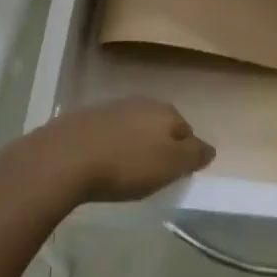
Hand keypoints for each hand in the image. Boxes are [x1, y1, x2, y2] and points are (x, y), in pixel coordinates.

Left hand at [34, 97, 215, 202]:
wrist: (66, 156)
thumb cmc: (126, 164)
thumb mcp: (170, 166)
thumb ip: (193, 156)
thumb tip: (210, 148)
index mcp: (166, 112)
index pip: (187, 131)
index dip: (185, 153)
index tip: (177, 174)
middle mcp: (142, 102)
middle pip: (160, 125)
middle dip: (160, 144)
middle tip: (153, 172)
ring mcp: (113, 106)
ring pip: (134, 126)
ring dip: (134, 143)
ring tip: (127, 169)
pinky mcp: (87, 117)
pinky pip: (109, 131)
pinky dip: (112, 144)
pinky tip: (103, 161)